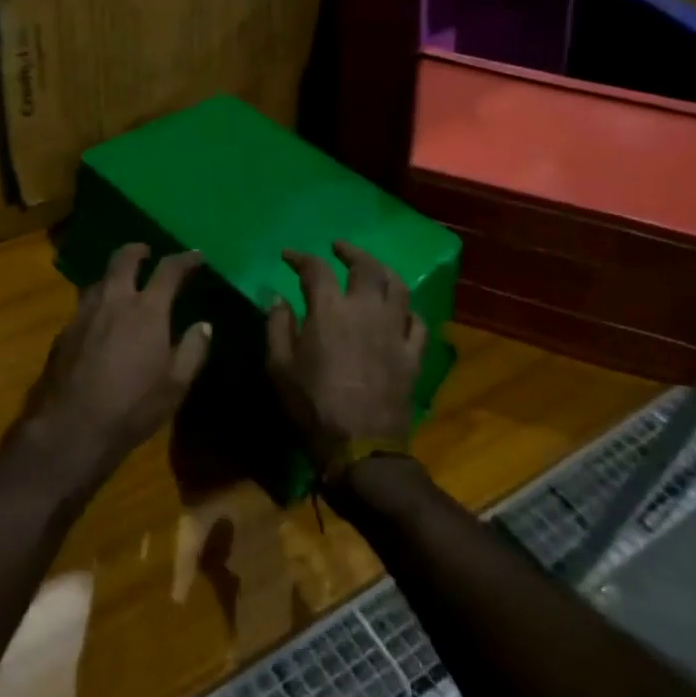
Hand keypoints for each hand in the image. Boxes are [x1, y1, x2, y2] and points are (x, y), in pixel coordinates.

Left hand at [20, 244, 211, 483]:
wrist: (71, 426)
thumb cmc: (132, 406)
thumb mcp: (176, 385)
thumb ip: (193, 349)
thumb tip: (204, 325)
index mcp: (146, 310)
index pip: (169, 270)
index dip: (185, 259)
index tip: (195, 256)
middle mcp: (113, 301)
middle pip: (123, 259)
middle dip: (137, 250)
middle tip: (147, 252)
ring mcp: (84, 313)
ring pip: (99, 280)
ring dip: (114, 275)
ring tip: (123, 285)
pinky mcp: (64, 331)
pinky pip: (84, 305)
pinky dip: (98, 303)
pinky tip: (100, 321)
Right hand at [265, 241, 427, 470]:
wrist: (359, 447)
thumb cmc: (311, 406)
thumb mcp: (279, 367)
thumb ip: (277, 327)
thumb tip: (278, 298)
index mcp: (329, 310)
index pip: (316, 269)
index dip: (300, 257)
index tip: (288, 255)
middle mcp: (366, 310)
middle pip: (365, 267)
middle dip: (350, 252)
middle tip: (338, 248)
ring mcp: (394, 331)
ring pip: (397, 287)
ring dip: (383, 271)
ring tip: (372, 269)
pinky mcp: (412, 355)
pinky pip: (417, 323)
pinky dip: (407, 311)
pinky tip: (399, 312)